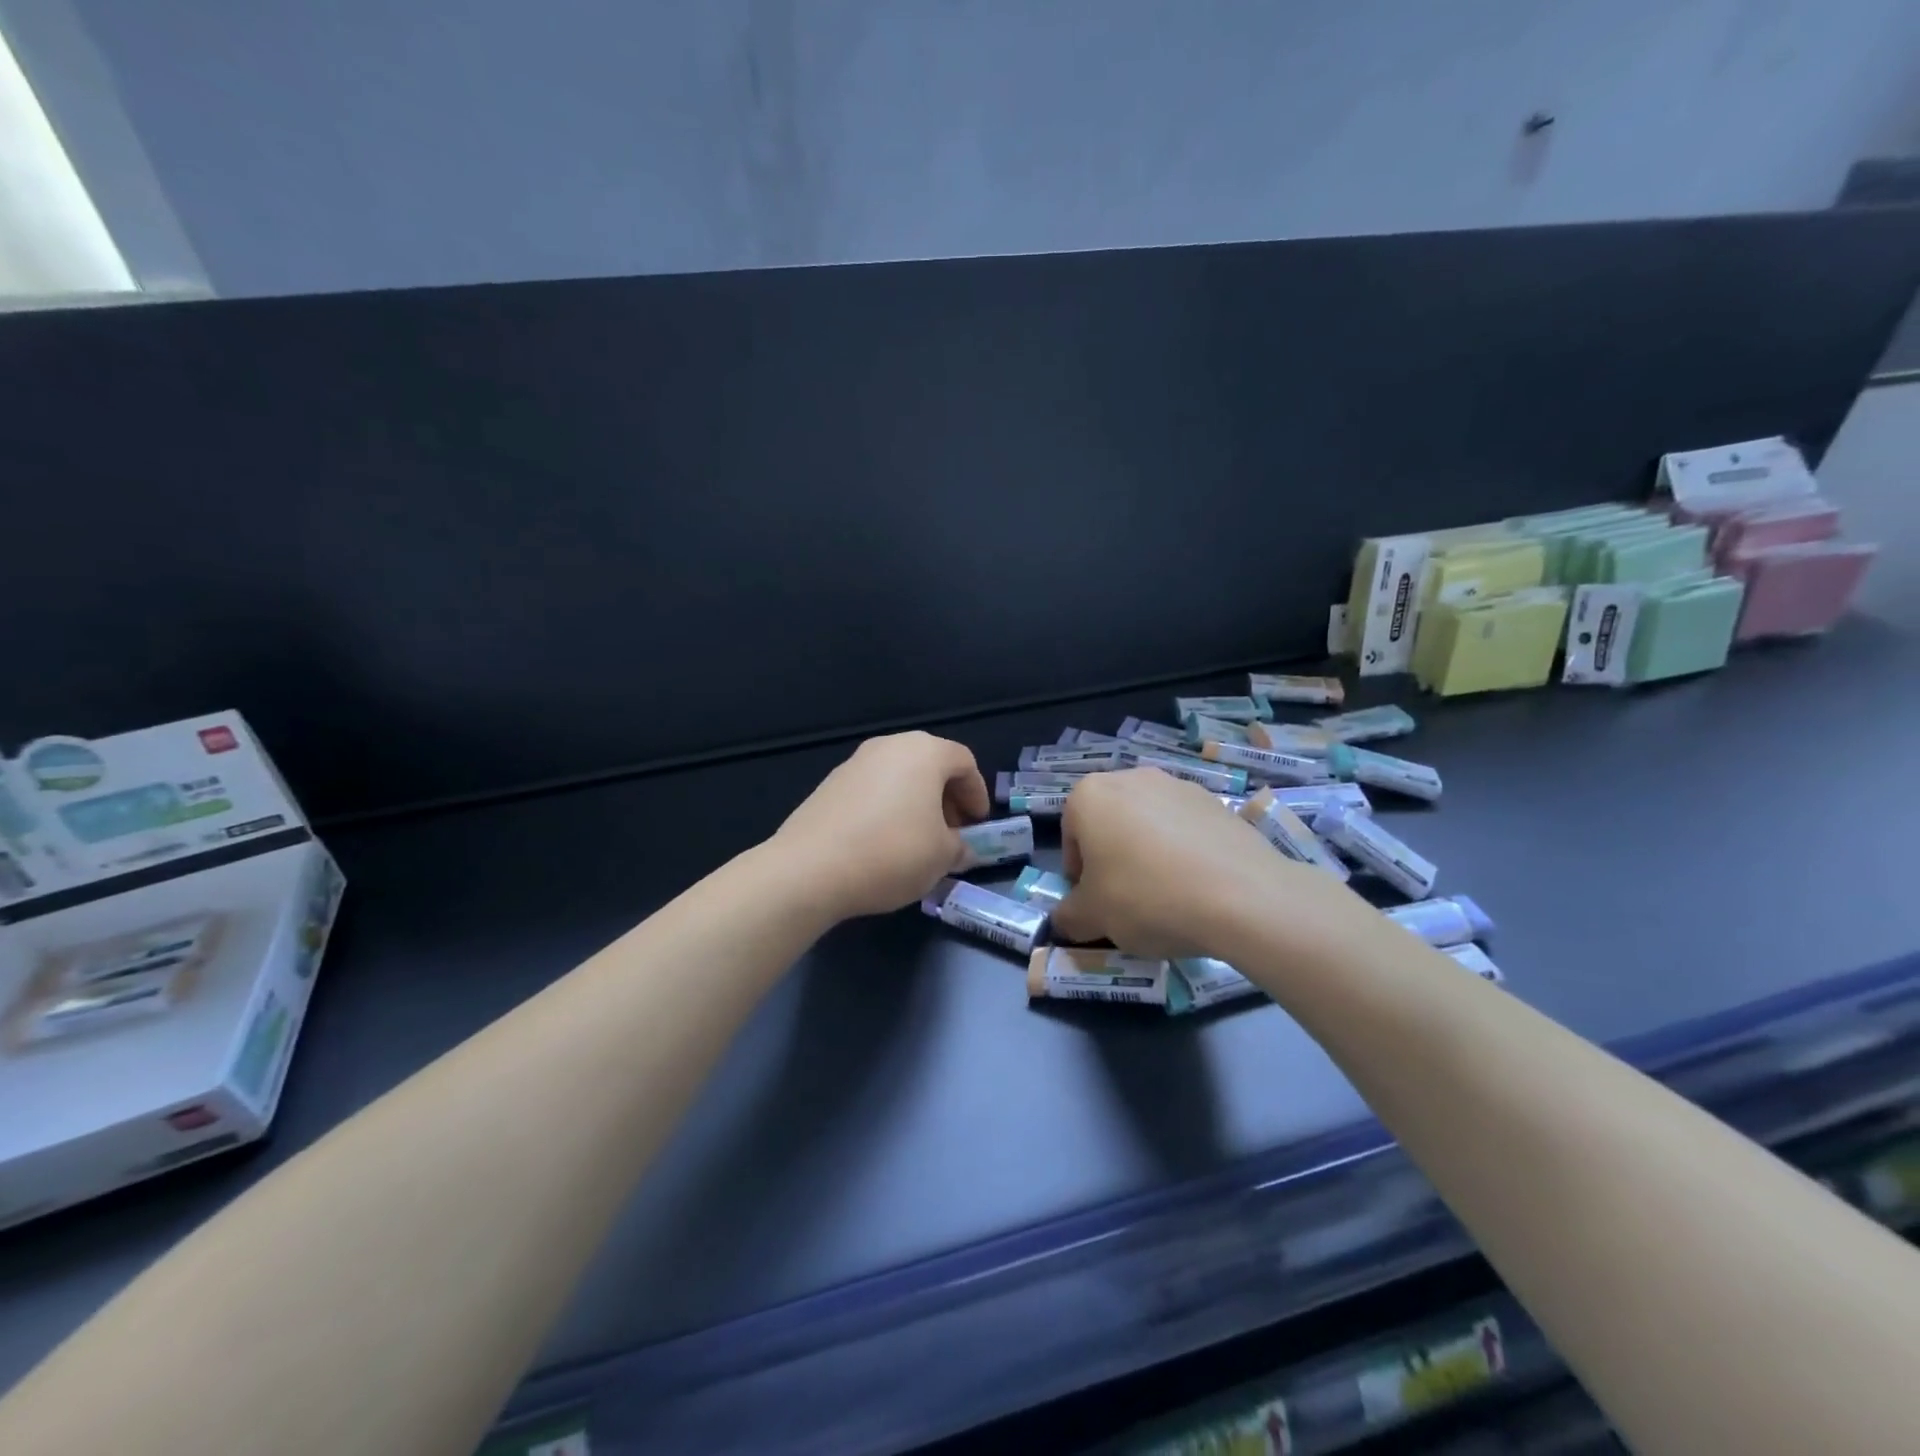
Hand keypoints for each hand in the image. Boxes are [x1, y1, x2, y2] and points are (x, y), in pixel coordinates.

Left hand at [772, 732, 989, 920]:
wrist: (810, 868)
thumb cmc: (891, 853)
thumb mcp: (942, 857)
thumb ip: (960, 847)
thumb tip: (961, 847)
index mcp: (924, 752)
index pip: (964, 762)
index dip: (977, 793)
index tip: (977, 825)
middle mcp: (889, 746)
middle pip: (930, 764)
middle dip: (946, 797)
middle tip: (951, 832)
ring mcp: (855, 762)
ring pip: (899, 776)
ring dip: (916, 803)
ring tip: (918, 840)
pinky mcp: (829, 784)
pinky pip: (872, 789)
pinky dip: (887, 807)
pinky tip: (883, 842)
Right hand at [1051, 768, 1350, 957]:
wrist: (1241, 896)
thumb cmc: (1146, 897)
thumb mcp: (1093, 917)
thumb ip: (1069, 916)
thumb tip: (1066, 920)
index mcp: (1090, 795)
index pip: (1071, 835)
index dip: (1078, 873)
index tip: (1094, 903)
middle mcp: (1132, 778)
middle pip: (1110, 824)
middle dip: (1113, 859)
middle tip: (1126, 900)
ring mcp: (1178, 786)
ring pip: (1149, 824)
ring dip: (1148, 854)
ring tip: (1166, 897)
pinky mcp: (1217, 802)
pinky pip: (1186, 829)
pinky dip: (1184, 853)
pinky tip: (1197, 888)